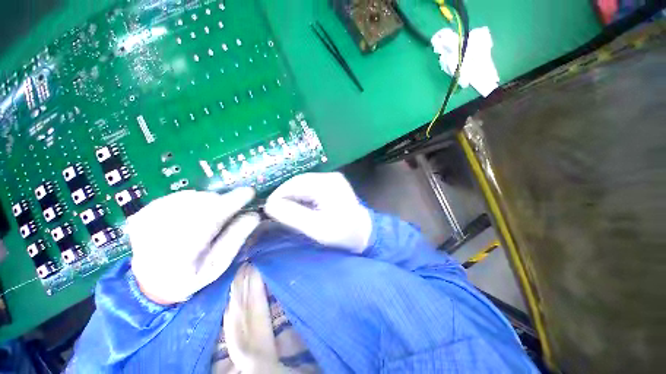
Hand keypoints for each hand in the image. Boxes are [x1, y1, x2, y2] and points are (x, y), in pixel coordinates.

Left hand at [127, 188, 259, 304]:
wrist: (151, 283)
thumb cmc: (191, 277)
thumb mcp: (218, 265)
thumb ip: (235, 239)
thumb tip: (253, 216)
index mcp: (180, 254)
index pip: (211, 217)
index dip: (232, 201)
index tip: (250, 192)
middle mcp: (158, 235)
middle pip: (201, 203)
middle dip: (220, 203)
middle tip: (227, 213)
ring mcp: (146, 222)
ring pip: (190, 197)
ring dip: (207, 202)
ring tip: (208, 218)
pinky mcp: (142, 214)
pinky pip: (177, 197)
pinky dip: (192, 201)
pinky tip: (192, 215)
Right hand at [264, 172, 371, 252]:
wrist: (364, 233)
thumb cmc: (343, 234)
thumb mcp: (316, 228)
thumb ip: (292, 215)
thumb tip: (269, 205)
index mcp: (327, 184)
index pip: (294, 184)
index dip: (278, 196)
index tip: (268, 210)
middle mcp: (329, 176)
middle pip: (298, 182)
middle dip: (284, 196)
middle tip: (275, 212)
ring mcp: (331, 179)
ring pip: (302, 184)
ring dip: (292, 197)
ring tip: (285, 211)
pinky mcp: (332, 184)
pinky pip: (310, 187)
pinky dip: (301, 197)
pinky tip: (299, 207)